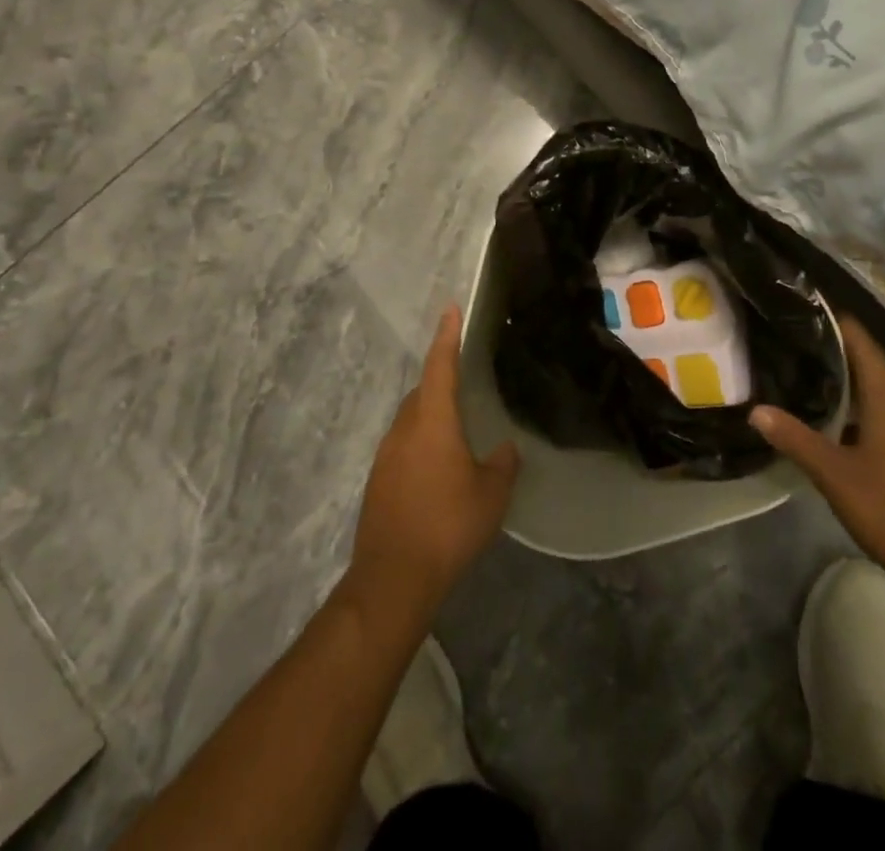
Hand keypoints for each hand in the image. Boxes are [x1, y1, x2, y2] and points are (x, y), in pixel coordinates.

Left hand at [348, 306, 519, 620]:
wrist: (393, 577)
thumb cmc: (448, 525)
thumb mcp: (491, 495)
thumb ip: (502, 465)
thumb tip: (506, 449)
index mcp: (433, 420)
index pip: (441, 366)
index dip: (447, 336)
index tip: (450, 308)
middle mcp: (404, 428)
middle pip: (422, 391)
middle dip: (441, 379)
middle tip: (463, 378)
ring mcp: (386, 455)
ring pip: (411, 420)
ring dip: (431, 415)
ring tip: (456, 429)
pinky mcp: (378, 481)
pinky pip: (403, 446)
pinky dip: (421, 443)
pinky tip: (437, 468)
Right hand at [752, 315, 884, 610]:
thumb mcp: (838, 478)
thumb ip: (798, 441)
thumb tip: (756, 410)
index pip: (868, 350)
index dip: (845, 325)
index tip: (818, 307)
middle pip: (873, 375)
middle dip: (840, 358)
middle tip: (801, 348)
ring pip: (882, 405)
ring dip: (852, 392)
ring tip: (813, 387)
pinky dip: (864, 420)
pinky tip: (843, 436)